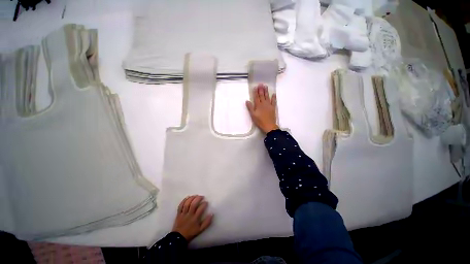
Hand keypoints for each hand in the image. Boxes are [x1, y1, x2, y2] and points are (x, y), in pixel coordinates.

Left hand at [172, 195, 212, 241]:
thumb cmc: (190, 233)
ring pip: (187, 204)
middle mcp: (189, 215)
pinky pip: (180, 206)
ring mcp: (183, 214)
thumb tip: (212, 214)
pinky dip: (184, 200)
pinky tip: (188, 197)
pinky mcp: (178, 214)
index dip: (204, 204)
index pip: (200, 209)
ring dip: (191, 198)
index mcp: (195, 219)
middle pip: (193, 204)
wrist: (178, 238)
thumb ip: (207, 222)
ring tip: (195, 195)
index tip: (206, 202)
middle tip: (201, 196)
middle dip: (198, 199)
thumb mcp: (200, 230)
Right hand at [246, 84, 278, 133]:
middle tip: (261, 84)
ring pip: (267, 96)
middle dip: (261, 89)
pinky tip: (273, 94)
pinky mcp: (273, 108)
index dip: (255, 92)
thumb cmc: (259, 121)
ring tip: (265, 86)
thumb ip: (250, 107)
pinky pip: (274, 101)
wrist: (269, 125)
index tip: (255, 87)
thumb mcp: (253, 115)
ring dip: (266, 91)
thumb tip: (247, 101)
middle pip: (262, 95)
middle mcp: (263, 103)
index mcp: (258, 105)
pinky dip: (274, 97)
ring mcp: (269, 105)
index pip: (256, 97)